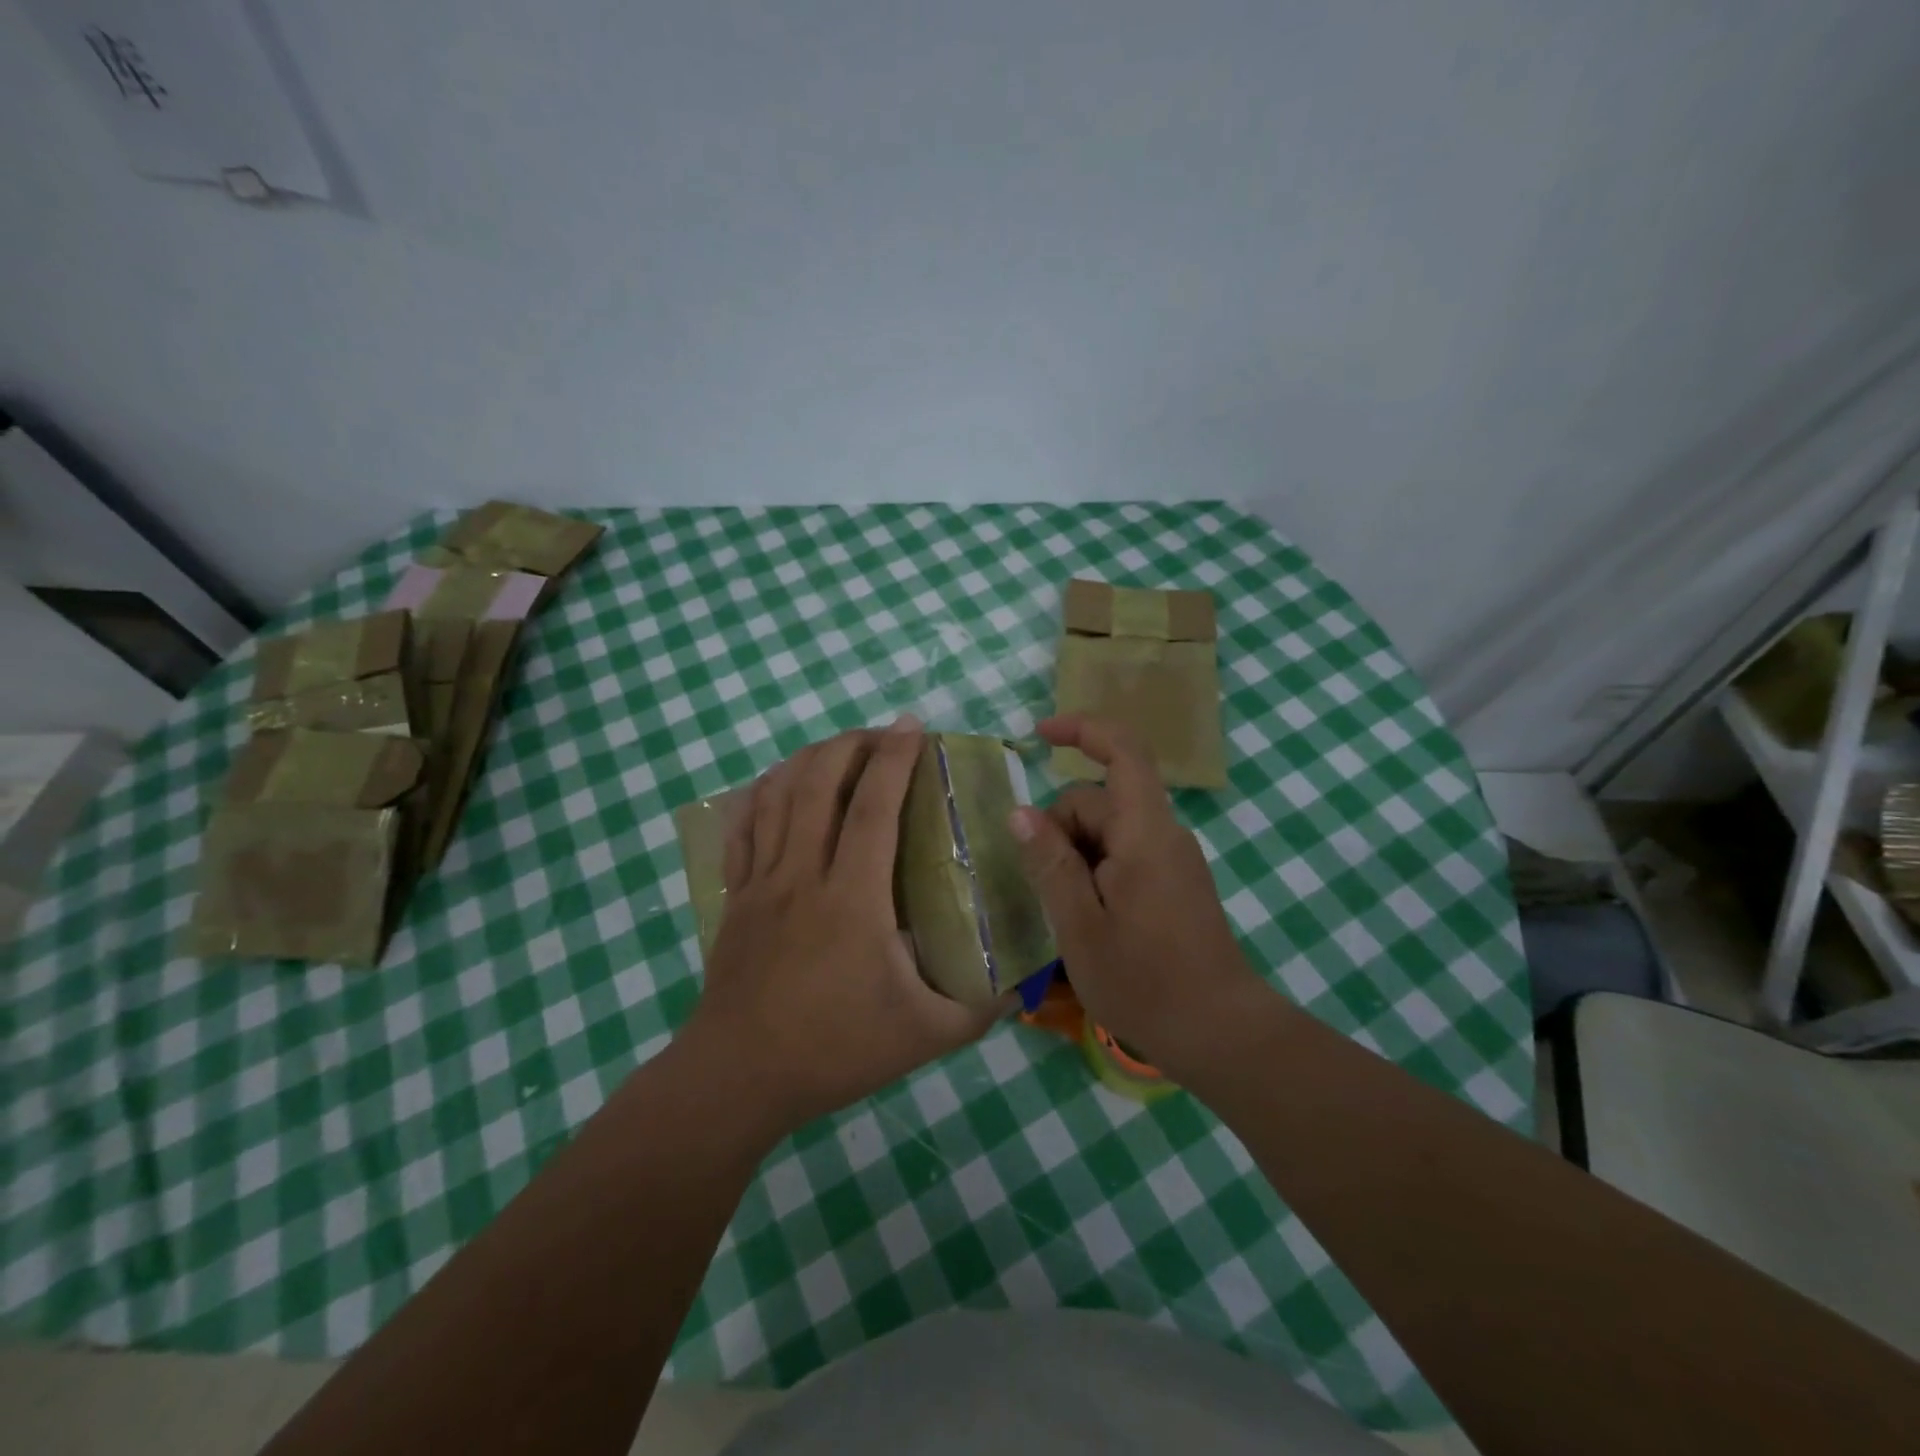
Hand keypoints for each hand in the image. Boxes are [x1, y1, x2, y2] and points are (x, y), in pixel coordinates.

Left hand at [682, 718, 1006, 1139]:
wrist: (738, 1078)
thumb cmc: (834, 1051)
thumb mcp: (924, 1037)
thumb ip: (979, 1011)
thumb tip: (1022, 989)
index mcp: (852, 899)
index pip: (873, 808)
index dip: (894, 759)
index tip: (912, 726)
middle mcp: (803, 875)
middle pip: (818, 785)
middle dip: (850, 745)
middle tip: (880, 734)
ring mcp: (762, 883)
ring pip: (778, 797)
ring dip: (808, 760)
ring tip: (837, 748)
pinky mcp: (736, 897)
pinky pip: (742, 829)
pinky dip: (760, 794)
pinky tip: (776, 783)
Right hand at [1011, 715, 1272, 1078]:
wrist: (1222, 1034)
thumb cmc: (1146, 983)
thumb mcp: (1080, 926)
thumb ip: (1050, 864)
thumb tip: (1020, 812)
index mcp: (1145, 834)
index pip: (1123, 752)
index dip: (1082, 730)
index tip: (1038, 736)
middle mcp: (1164, 835)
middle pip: (1100, 800)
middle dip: (1060, 828)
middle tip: (1043, 889)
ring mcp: (1173, 859)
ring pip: (1108, 831)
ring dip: (1075, 856)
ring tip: (1064, 914)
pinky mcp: (1175, 883)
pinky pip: (1124, 855)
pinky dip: (1094, 871)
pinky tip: (1086, 918)